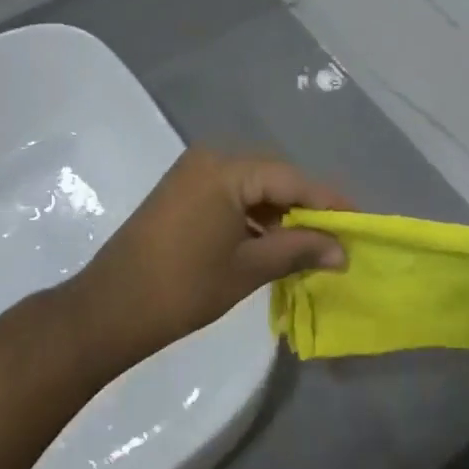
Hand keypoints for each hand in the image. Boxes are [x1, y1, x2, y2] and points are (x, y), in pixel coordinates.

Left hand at [75, 149, 351, 361]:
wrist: (108, 311)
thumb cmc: (182, 289)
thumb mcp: (248, 269)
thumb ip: (299, 250)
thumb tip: (343, 251)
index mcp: (227, 169)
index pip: (292, 179)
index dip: (328, 202)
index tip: (360, 223)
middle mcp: (211, 158)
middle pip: (274, 176)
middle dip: (306, 206)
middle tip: (337, 235)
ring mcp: (193, 173)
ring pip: (254, 185)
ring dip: (281, 212)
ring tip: (310, 243)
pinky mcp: (182, 191)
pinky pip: (232, 193)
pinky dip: (255, 215)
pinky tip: (273, 241)